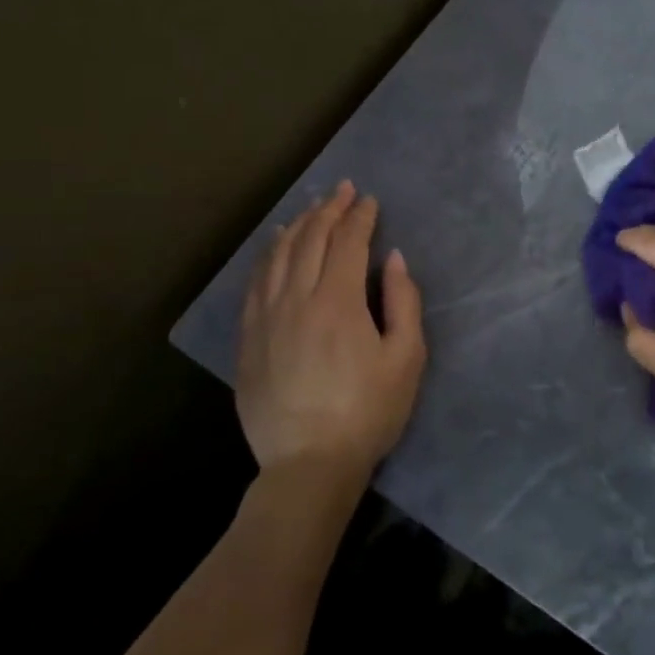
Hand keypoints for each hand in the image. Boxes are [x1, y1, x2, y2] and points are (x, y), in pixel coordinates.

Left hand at [236, 182, 425, 485]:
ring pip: (278, 256)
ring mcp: (265, 317)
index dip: (360, 216)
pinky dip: (268, 256)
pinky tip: (276, 247)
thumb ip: (403, 302)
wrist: (308, 463)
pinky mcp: (248, 338)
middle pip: (310, 240)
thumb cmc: (368, 412)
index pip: (348, 242)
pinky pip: (255, 282)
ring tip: (311, 210)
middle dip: (328, 210)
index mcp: (338, 302)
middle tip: (342, 191)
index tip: (369, 199)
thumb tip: (393, 259)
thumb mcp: (406, 358)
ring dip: (297, 226)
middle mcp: (296, 299)